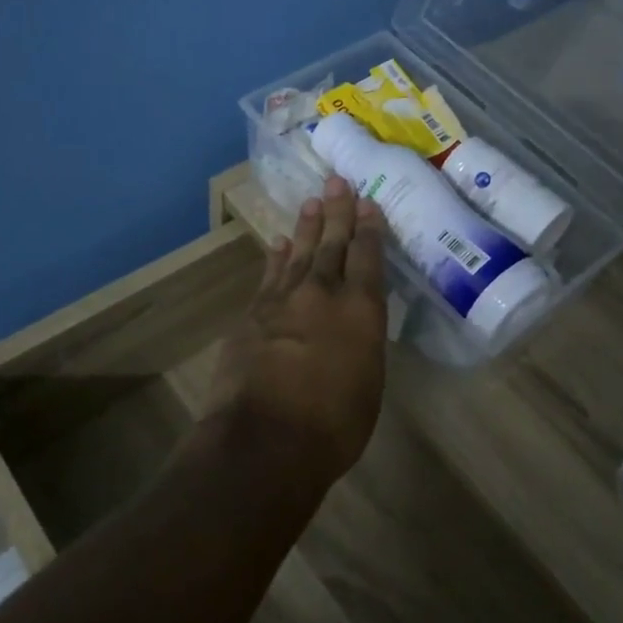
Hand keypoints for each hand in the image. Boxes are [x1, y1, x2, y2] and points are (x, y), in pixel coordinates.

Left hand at [205, 175, 388, 488]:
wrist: (264, 440)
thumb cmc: (333, 426)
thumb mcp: (369, 383)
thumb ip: (363, 343)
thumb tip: (355, 324)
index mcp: (361, 311)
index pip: (368, 257)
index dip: (369, 228)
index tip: (367, 202)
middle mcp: (323, 294)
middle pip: (332, 244)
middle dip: (337, 212)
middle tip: (338, 182)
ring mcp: (283, 301)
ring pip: (298, 253)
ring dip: (306, 227)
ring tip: (312, 202)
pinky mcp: (253, 314)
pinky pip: (269, 276)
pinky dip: (275, 258)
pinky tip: (278, 244)